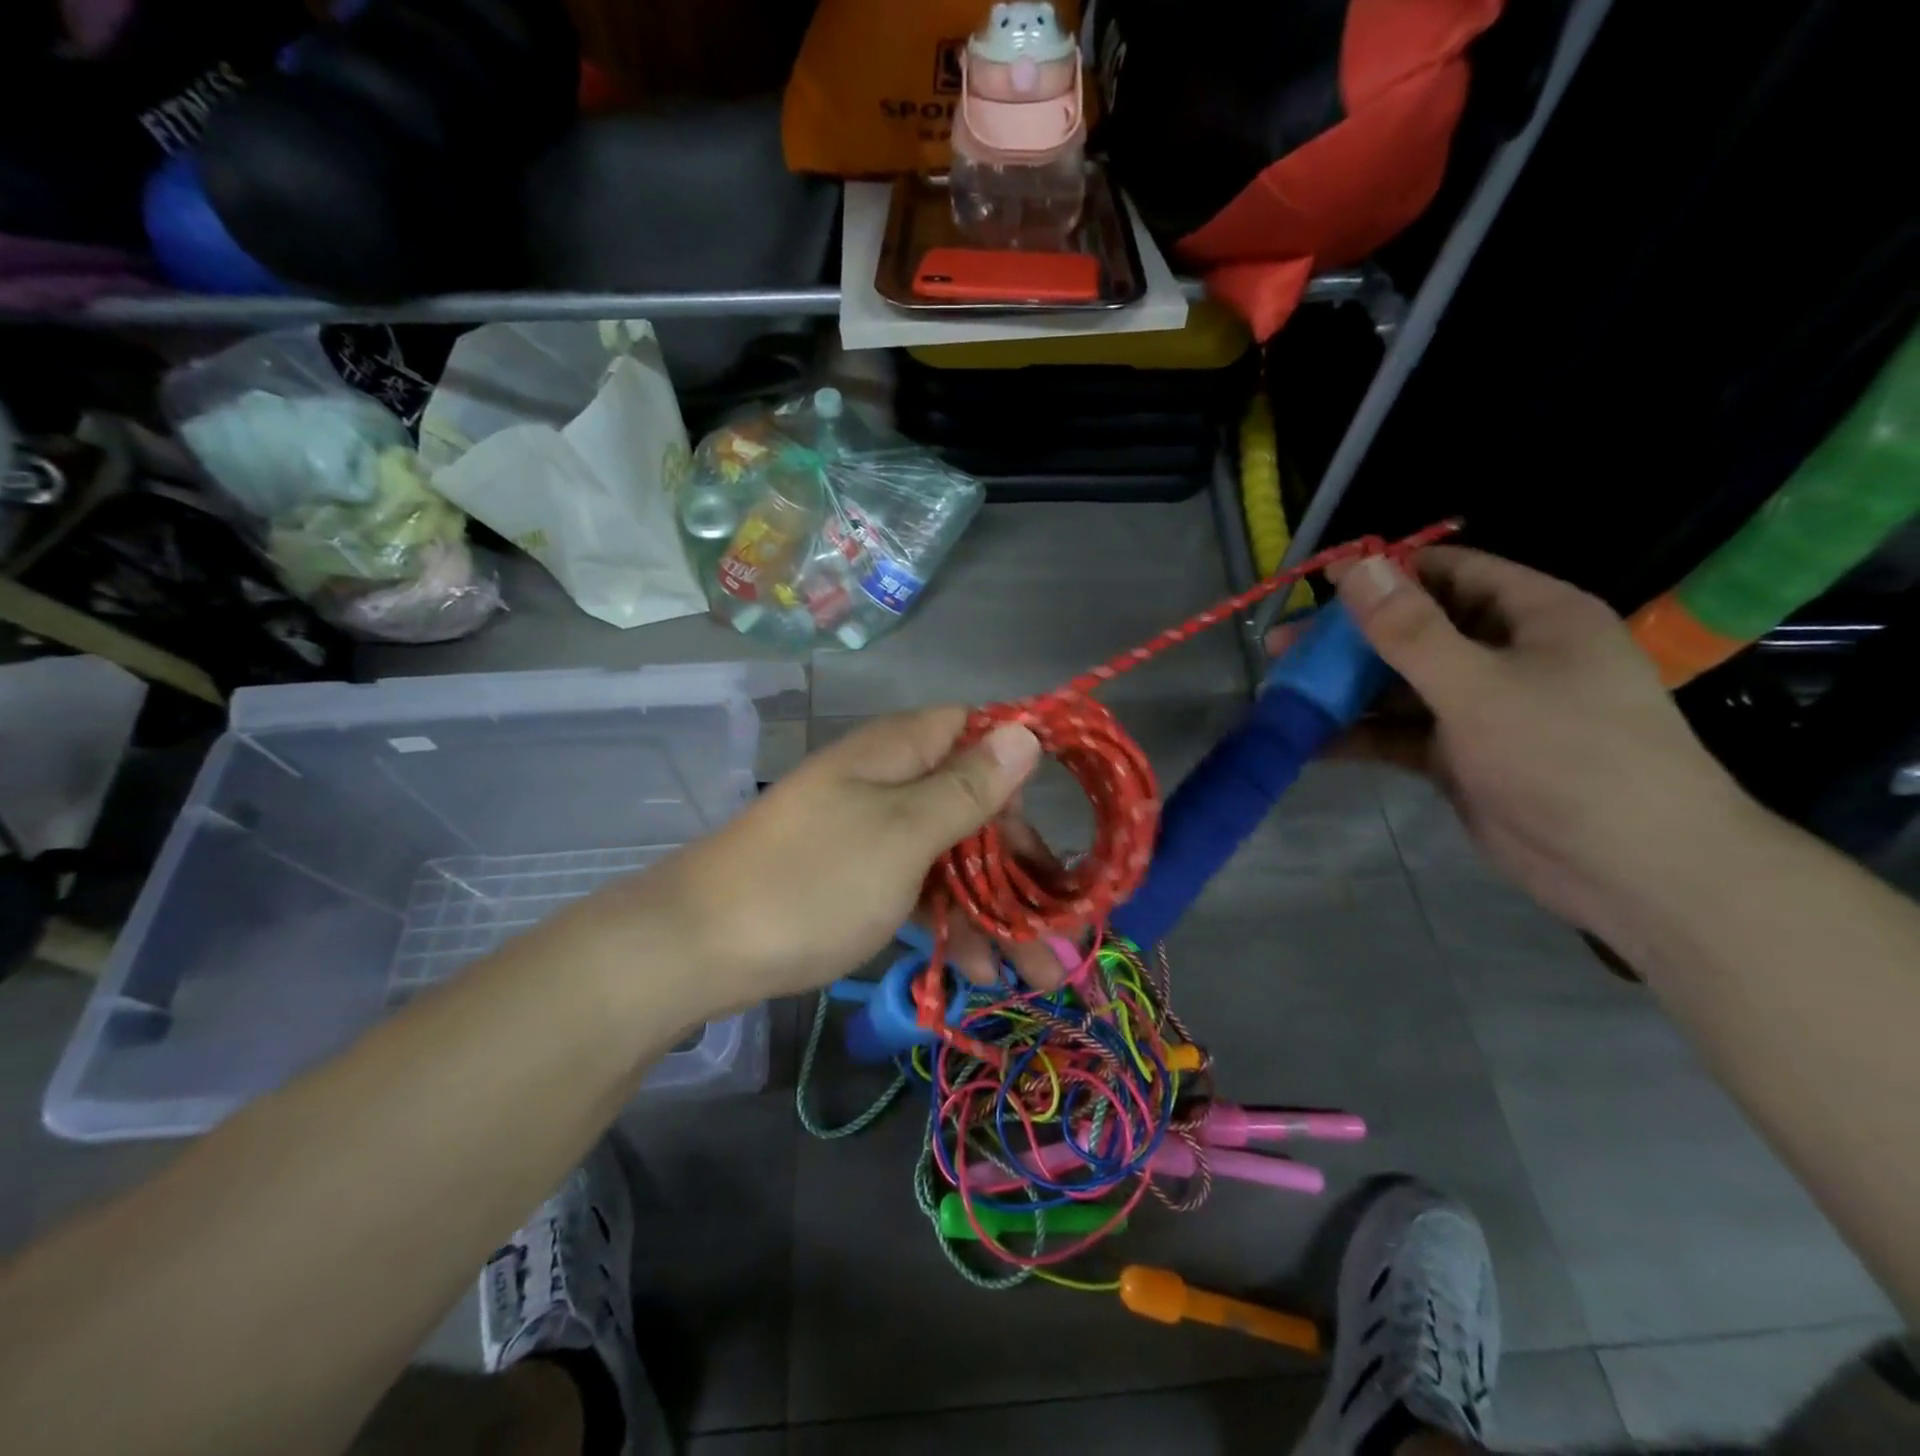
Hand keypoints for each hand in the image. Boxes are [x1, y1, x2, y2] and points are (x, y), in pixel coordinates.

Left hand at [645, 707, 1070, 1002]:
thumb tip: (1026, 730)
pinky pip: (917, 889)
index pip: (977, 734)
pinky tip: (976, 970)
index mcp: (899, 752)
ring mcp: (870, 833)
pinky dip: (948, 923)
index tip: (1054, 825)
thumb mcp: (903, 833)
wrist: (697, 949)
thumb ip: (968, 787)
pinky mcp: (855, 879)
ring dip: (995, 910)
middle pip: (973, 807)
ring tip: (1037, 975)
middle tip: (1063, 932)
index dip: (1019, 772)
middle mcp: (888, 782)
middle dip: (1022, 867)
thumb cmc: (813, 882)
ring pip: (951, 857)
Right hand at [1271, 546, 1754, 934]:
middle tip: (1281, 649)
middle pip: (1413, 630)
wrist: (1631, 869)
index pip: (1449, 572)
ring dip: (1344, 689)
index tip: (1318, 586)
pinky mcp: (1461, 757)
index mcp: (1532, 616)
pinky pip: (1399, 734)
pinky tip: (1309, 741)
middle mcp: (1506, 654)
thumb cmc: (1567, 756)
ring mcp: (1482, 709)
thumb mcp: (1479, 686)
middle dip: (1347, 639)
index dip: (1383, 574)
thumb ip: (1410, 630)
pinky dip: (1359, 735)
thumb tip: (1357, 566)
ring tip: (1282, 693)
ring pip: (1399, 685)